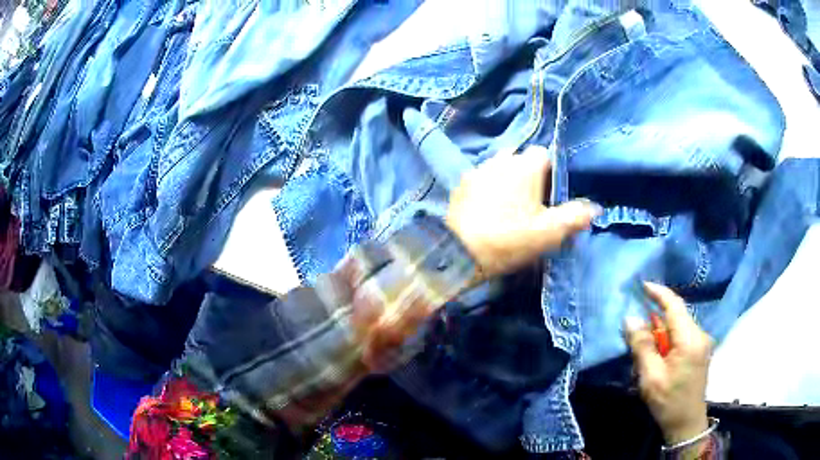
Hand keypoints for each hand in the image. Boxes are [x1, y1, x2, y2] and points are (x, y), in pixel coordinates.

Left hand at [445, 146, 599, 278]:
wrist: (461, 252)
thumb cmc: (510, 238)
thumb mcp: (549, 232)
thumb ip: (574, 217)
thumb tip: (595, 208)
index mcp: (525, 166)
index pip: (544, 154)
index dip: (551, 171)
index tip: (552, 193)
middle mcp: (501, 160)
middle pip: (521, 158)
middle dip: (528, 173)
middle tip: (533, 200)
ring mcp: (478, 170)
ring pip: (499, 166)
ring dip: (507, 179)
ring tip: (510, 204)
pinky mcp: (461, 184)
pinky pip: (481, 179)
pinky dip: (488, 187)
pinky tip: (488, 208)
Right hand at [625, 282, 712, 444]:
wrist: (687, 424)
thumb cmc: (668, 402)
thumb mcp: (650, 377)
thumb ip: (642, 346)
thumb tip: (630, 318)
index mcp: (690, 339)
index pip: (674, 305)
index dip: (659, 293)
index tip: (642, 285)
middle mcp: (700, 334)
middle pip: (677, 315)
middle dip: (656, 316)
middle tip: (635, 324)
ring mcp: (702, 342)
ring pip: (679, 325)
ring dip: (661, 330)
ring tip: (644, 345)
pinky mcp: (701, 350)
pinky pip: (682, 335)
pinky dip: (668, 339)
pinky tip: (658, 353)